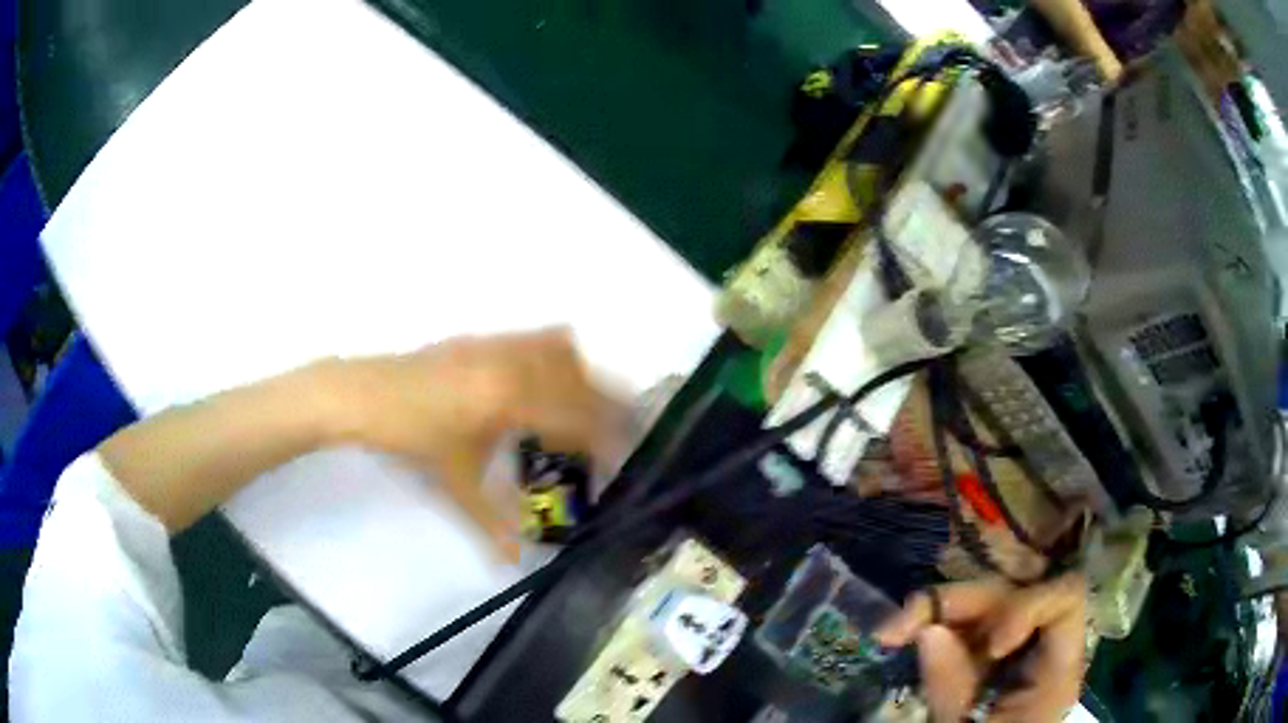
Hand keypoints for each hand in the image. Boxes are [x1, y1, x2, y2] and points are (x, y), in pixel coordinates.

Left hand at [337, 329, 627, 560]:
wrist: (363, 396)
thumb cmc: (410, 441)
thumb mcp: (454, 484)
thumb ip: (490, 524)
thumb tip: (514, 562)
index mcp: (511, 398)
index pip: (577, 416)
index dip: (607, 438)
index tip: (623, 458)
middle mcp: (513, 363)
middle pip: (581, 377)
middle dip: (609, 405)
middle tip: (621, 433)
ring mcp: (498, 345)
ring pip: (563, 350)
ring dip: (585, 377)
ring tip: (592, 408)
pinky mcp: (483, 339)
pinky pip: (536, 339)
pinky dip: (557, 357)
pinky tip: (551, 383)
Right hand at [875, 573, 1086, 721]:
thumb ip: (954, 688)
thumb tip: (929, 631)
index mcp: (1057, 664)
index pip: (1065, 597)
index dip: (1028, 606)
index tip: (991, 645)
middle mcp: (1037, 642)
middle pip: (1011, 591)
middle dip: (958, 601)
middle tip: (902, 625)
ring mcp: (1009, 645)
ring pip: (981, 601)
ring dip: (935, 608)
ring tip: (890, 632)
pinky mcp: (983, 653)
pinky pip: (962, 621)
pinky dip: (930, 622)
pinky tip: (899, 636)